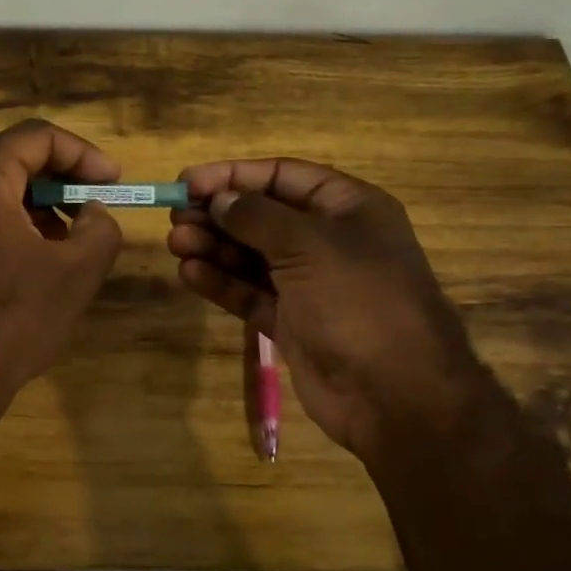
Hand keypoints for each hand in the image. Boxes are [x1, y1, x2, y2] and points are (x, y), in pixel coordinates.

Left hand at [0, 119, 123, 402]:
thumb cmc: (13, 320)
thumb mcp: (76, 272)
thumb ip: (99, 228)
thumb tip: (92, 214)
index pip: (35, 136)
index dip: (82, 152)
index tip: (113, 182)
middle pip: (12, 160)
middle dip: (62, 179)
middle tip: (95, 206)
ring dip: (40, 205)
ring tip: (72, 240)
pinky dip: (15, 227)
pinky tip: (38, 264)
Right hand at [168, 159, 502, 467]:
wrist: (394, 394)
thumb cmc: (359, 301)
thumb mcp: (309, 245)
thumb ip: (257, 217)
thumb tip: (219, 199)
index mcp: (348, 208)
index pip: (283, 177)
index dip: (234, 176)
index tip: (188, 181)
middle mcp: (328, 241)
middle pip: (262, 216)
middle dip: (218, 213)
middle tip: (175, 215)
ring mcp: (309, 284)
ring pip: (251, 256)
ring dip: (213, 246)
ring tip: (177, 242)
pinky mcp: (291, 322)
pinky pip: (249, 293)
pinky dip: (221, 282)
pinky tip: (190, 273)